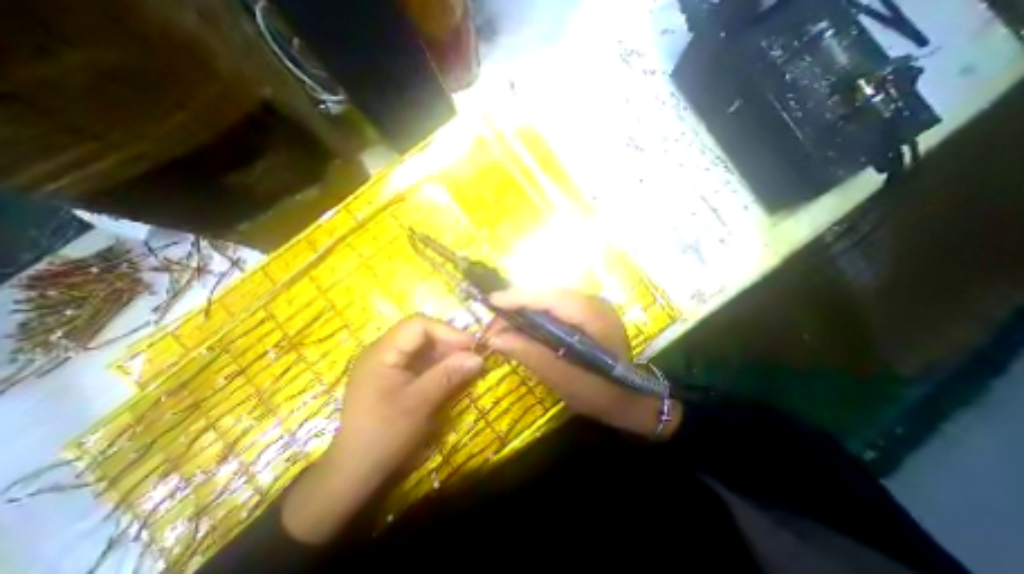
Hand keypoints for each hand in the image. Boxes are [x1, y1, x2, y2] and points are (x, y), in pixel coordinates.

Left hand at [282, 316, 483, 545]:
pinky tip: (452, 373)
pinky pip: (420, 361)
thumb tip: (479, 358)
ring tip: (466, 365)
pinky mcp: (393, 376)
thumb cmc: (385, 435)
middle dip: (449, 342)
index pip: (418, 325)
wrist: (355, 471)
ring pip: (423, 347)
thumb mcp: (420, 404)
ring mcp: (387, 363)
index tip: (472, 345)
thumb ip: (448, 375)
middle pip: (421, 334)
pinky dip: (438, 365)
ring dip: (446, 354)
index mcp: (382, 352)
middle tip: (473, 356)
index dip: (447, 331)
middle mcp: (383, 351)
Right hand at [487, 289, 676, 441]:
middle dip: (516, 304)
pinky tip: (523, 326)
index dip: (518, 297)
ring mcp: (591, 306)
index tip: (490, 301)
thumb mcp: (563, 378)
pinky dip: (535, 314)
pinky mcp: (587, 313)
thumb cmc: (601, 393)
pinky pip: (555, 307)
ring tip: (503, 325)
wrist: (633, 399)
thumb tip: (494, 338)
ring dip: (524, 309)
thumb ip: (530, 354)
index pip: (549, 297)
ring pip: (549, 299)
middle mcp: (593, 302)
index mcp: (593, 315)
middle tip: (493, 323)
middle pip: (546, 294)